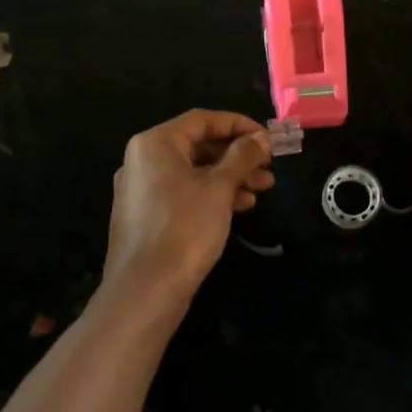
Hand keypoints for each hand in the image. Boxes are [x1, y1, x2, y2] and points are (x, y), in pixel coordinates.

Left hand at [106, 110, 273, 300]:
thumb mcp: (219, 187)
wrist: (146, 290)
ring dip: (230, 176)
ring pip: (193, 171)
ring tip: (263, 187)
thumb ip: (242, 157)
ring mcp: (142, 190)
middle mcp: (143, 160)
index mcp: (155, 143)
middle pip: (198, 145)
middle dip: (237, 155)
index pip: (202, 120)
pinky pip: (183, 192)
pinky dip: (211, 194)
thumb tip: (260, 138)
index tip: (267, 138)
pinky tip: (240, 205)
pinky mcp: (146, 216)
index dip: (238, 124)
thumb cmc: (185, 228)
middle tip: (269, 166)